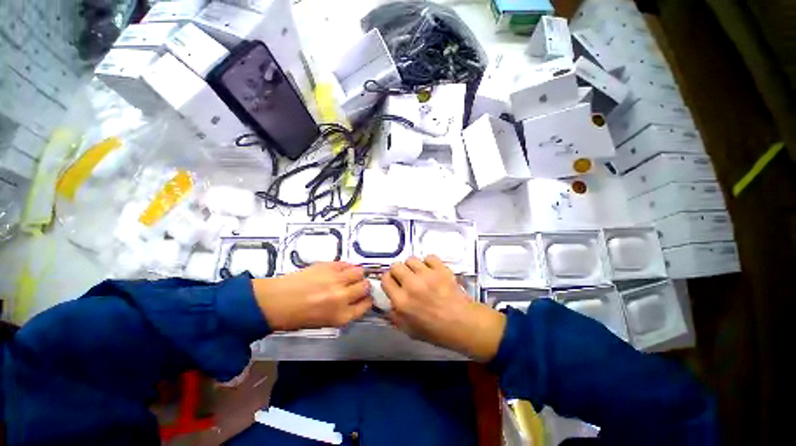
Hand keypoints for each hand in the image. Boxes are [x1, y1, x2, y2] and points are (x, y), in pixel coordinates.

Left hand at [253, 262, 371, 331]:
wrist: (276, 302)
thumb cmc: (298, 317)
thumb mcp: (326, 322)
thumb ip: (345, 311)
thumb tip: (357, 300)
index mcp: (342, 316)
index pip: (367, 305)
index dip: (367, 299)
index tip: (364, 297)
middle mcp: (343, 297)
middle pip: (365, 286)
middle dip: (363, 286)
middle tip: (355, 286)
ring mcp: (336, 280)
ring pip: (359, 272)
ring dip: (356, 274)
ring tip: (348, 276)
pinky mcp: (329, 266)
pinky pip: (346, 264)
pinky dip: (345, 267)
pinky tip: (339, 271)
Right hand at [381, 256, 505, 361]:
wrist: (464, 324)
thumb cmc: (437, 331)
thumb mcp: (410, 331)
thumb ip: (395, 316)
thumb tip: (390, 302)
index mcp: (401, 302)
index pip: (385, 279)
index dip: (388, 280)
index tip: (393, 282)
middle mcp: (411, 285)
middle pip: (396, 266)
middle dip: (398, 271)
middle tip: (406, 277)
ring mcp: (427, 275)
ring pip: (411, 259)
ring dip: (413, 266)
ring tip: (419, 273)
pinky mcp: (441, 269)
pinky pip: (429, 257)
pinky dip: (429, 263)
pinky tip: (432, 270)